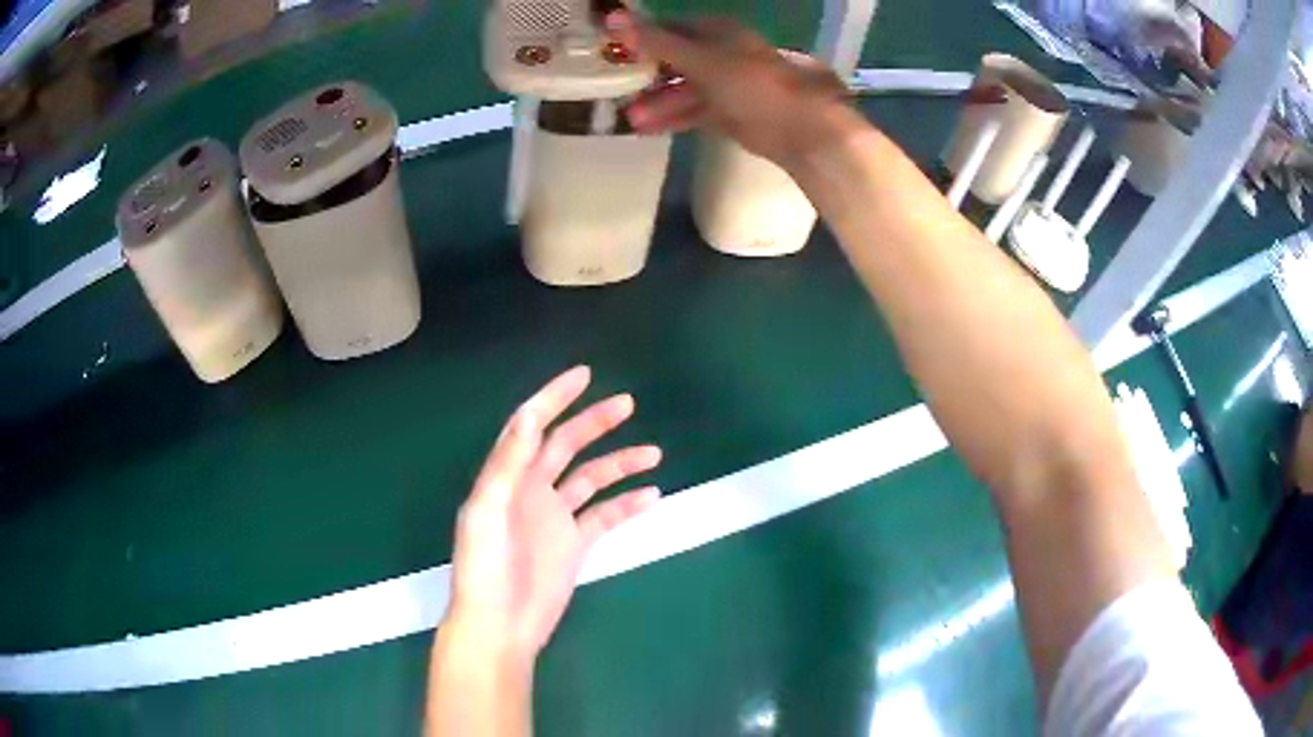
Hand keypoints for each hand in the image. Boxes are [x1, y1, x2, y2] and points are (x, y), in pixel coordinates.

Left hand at [442, 366, 661, 659]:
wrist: (500, 625)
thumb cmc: (485, 569)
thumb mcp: (486, 512)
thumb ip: (507, 465)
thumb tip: (529, 416)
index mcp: (507, 477)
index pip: (530, 426)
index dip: (554, 398)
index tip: (584, 376)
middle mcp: (532, 490)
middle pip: (566, 445)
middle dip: (594, 422)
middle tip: (627, 404)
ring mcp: (556, 517)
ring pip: (592, 478)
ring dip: (620, 463)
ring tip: (654, 453)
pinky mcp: (575, 544)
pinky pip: (605, 516)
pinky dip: (627, 505)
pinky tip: (651, 496)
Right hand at [606, 10, 852, 166]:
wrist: (797, 127)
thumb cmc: (750, 83)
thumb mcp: (699, 59)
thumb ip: (656, 41)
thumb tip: (611, 16)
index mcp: (717, 32)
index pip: (669, 28)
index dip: (641, 37)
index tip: (612, 50)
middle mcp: (720, 54)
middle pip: (674, 61)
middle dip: (647, 76)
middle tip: (616, 89)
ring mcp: (726, 84)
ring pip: (683, 89)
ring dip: (658, 102)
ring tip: (630, 119)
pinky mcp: (730, 113)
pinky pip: (695, 111)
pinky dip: (674, 118)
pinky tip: (649, 128)